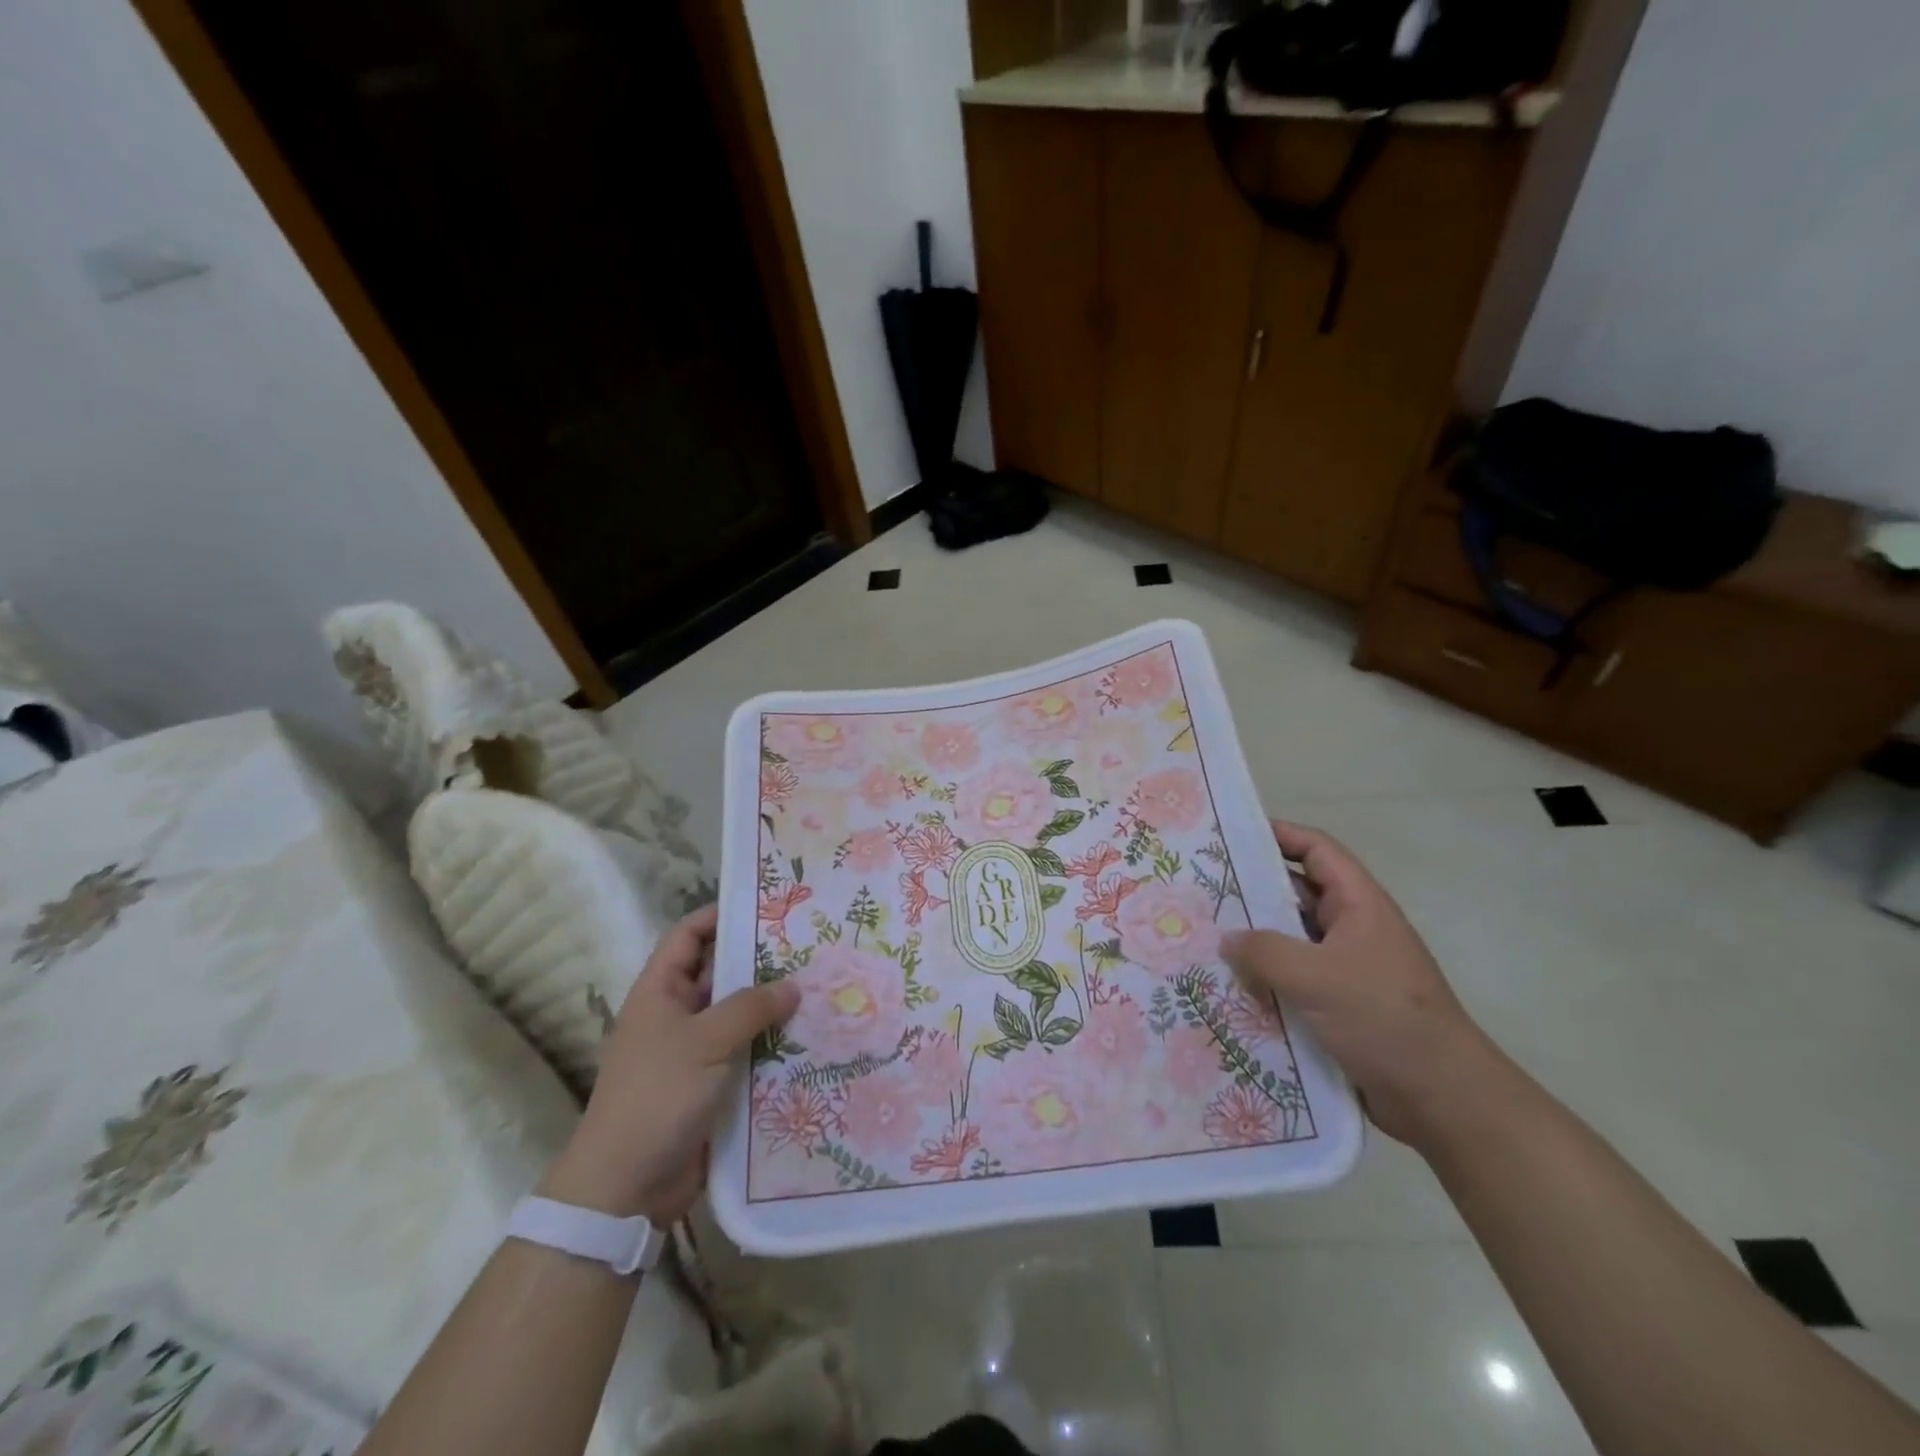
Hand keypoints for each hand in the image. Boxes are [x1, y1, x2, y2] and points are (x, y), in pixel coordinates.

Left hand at [541, 903, 799, 1224]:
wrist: (625, 1187)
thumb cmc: (657, 1096)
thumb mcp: (704, 1041)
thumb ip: (750, 1008)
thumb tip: (792, 985)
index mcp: (659, 993)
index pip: (688, 936)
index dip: (719, 915)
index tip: (765, 905)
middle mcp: (676, 1016)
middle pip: (720, 974)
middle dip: (760, 961)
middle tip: (809, 946)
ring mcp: (694, 1052)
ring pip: (738, 1016)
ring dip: (772, 1007)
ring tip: (820, 988)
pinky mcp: (711, 1086)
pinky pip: (746, 1053)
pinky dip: (772, 1046)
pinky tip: (810, 1039)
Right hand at [1221, 822, 1496, 1149]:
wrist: (1442, 1099)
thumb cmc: (1384, 1019)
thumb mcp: (1317, 977)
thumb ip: (1264, 952)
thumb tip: (1227, 940)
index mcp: (1359, 905)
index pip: (1316, 850)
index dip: (1278, 835)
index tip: (1231, 836)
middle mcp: (1353, 929)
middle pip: (1296, 894)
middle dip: (1252, 890)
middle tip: (1201, 890)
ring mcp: (1346, 968)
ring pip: (1290, 940)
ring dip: (1254, 940)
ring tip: (1205, 937)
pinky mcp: (1339, 1005)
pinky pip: (1293, 979)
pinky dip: (1264, 978)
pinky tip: (1229, 986)